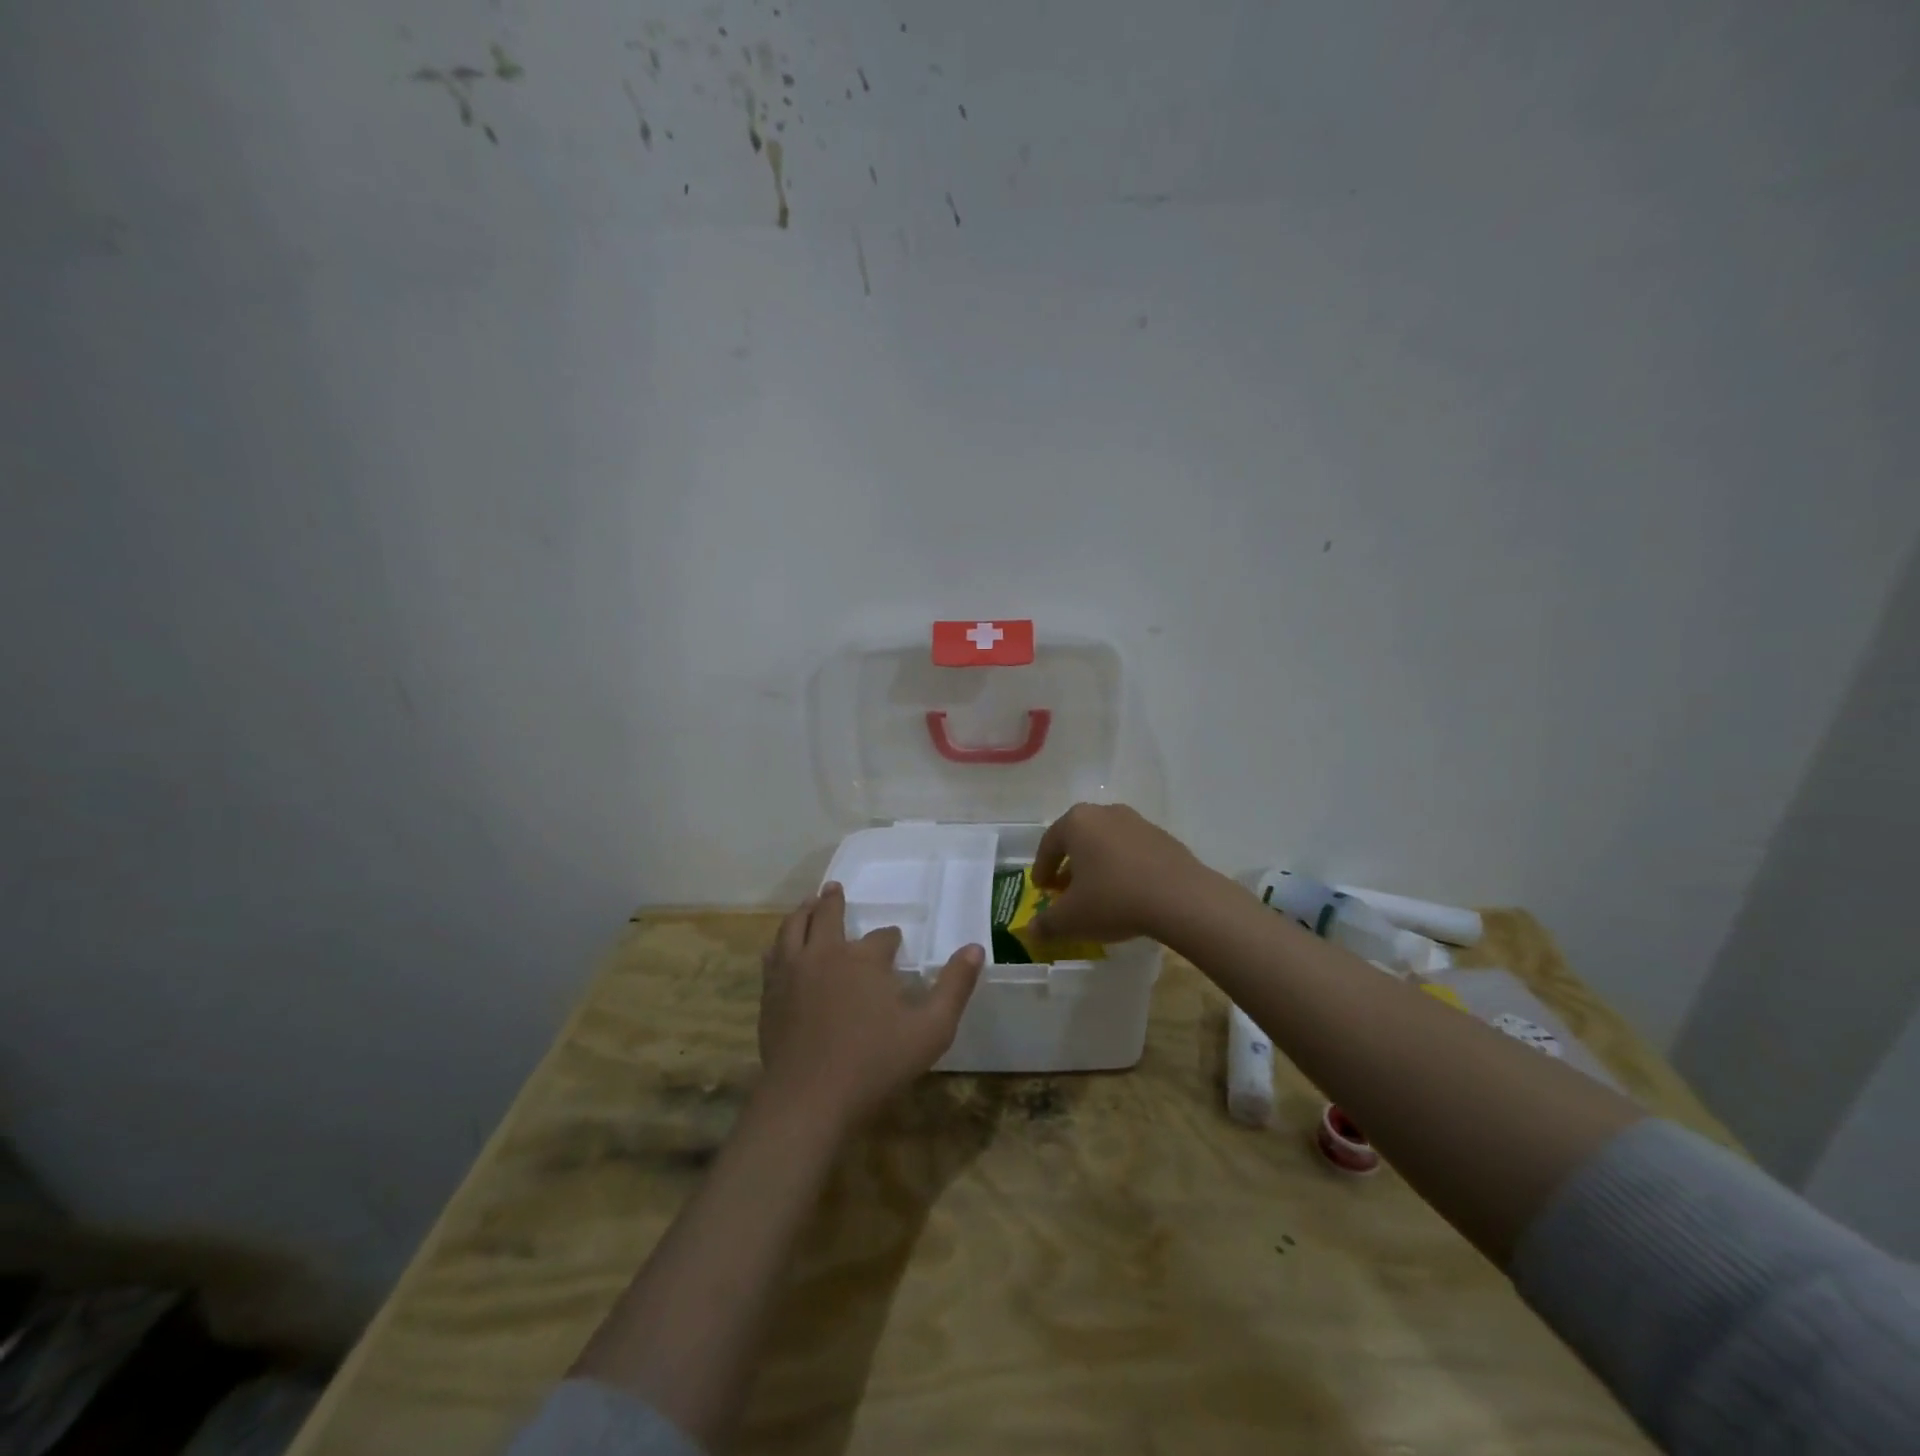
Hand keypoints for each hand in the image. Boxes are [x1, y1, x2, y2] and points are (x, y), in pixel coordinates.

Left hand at [759, 884, 984, 1130]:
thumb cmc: (875, 1064)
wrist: (809, 1098)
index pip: (883, 937)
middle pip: (827, 915)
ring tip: (807, 904)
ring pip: (793, 926)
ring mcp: (792, 971)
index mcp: (864, 958)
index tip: (895, 943)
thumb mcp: (931, 1029)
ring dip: (803, 911)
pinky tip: (781, 946)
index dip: (891, 939)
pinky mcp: (771, 993)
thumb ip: (955, 987)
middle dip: (833, 901)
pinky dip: (780, 942)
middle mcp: (825, 953)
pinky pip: (773, 955)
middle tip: (834, 888)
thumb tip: (975, 948)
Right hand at [1028, 803, 1215, 944]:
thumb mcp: (1071, 919)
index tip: (1041, 889)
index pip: (1049, 844)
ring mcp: (1138, 822)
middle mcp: (1105, 813)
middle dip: (1070, 865)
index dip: (1042, 869)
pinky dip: (1124, 867)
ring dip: (1097, 865)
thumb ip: (1047, 924)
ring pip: (1106, 843)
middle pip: (1079, 839)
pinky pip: (1133, 851)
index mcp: (1077, 823)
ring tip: (1098, 893)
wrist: (1181, 898)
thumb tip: (1031, 931)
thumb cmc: (1114, 899)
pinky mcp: (1163, 837)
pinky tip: (1128, 892)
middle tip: (1066, 891)